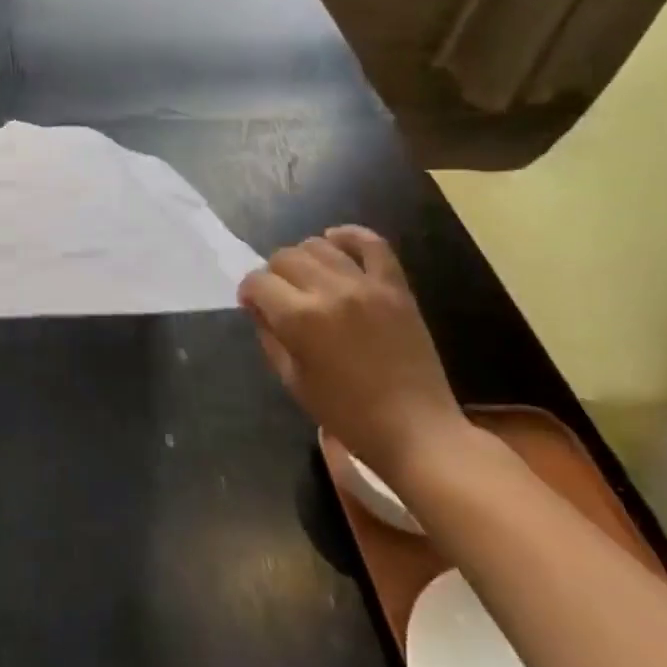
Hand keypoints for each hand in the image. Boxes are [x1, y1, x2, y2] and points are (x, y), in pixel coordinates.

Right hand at [238, 226, 466, 482]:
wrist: (417, 431)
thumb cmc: (347, 413)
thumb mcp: (292, 380)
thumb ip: (269, 336)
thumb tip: (258, 308)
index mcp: (299, 318)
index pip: (257, 282)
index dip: (249, 292)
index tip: (253, 306)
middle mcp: (329, 291)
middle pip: (284, 257)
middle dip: (273, 274)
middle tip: (280, 296)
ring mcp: (365, 286)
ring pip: (319, 245)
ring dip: (304, 257)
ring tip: (308, 278)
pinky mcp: (395, 288)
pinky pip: (372, 244)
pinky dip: (350, 236)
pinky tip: (336, 241)